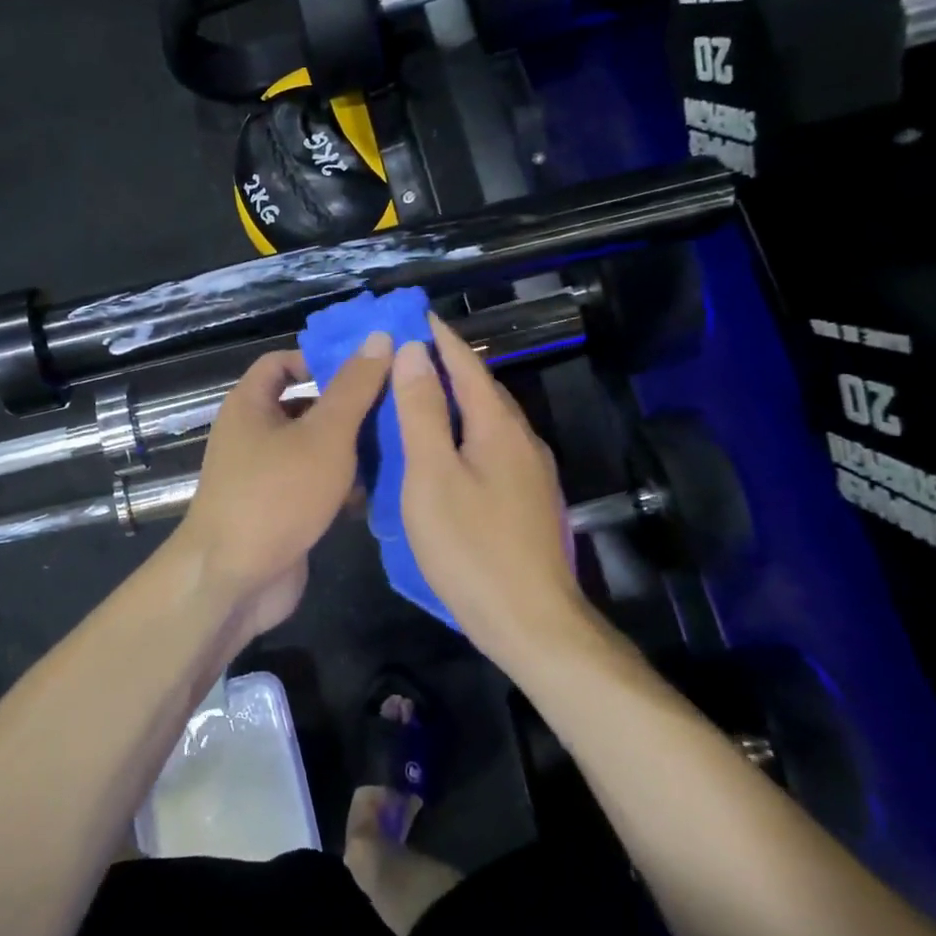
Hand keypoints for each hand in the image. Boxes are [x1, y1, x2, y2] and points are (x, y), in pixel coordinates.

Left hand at [173, 335, 393, 633]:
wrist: (234, 580)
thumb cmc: (276, 495)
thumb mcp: (324, 435)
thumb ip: (353, 388)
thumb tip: (377, 338)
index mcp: (250, 405)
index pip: (281, 363)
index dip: (318, 359)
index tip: (364, 368)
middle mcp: (252, 435)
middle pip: (303, 407)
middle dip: (346, 407)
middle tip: (396, 407)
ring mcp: (263, 476)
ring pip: (313, 449)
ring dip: (350, 450)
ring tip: (400, 447)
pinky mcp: (278, 511)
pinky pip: (313, 485)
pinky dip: (340, 485)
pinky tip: (379, 492)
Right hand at [392, 317, 593, 670]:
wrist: (531, 622)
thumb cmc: (471, 547)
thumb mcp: (432, 476)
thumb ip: (422, 412)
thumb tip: (413, 352)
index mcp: (498, 426)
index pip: (465, 364)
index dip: (438, 338)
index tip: (412, 313)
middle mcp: (521, 440)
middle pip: (481, 389)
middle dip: (445, 366)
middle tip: (404, 353)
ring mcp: (529, 472)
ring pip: (487, 421)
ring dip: (453, 401)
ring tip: (417, 394)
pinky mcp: (526, 500)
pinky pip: (490, 448)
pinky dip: (461, 434)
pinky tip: (443, 450)